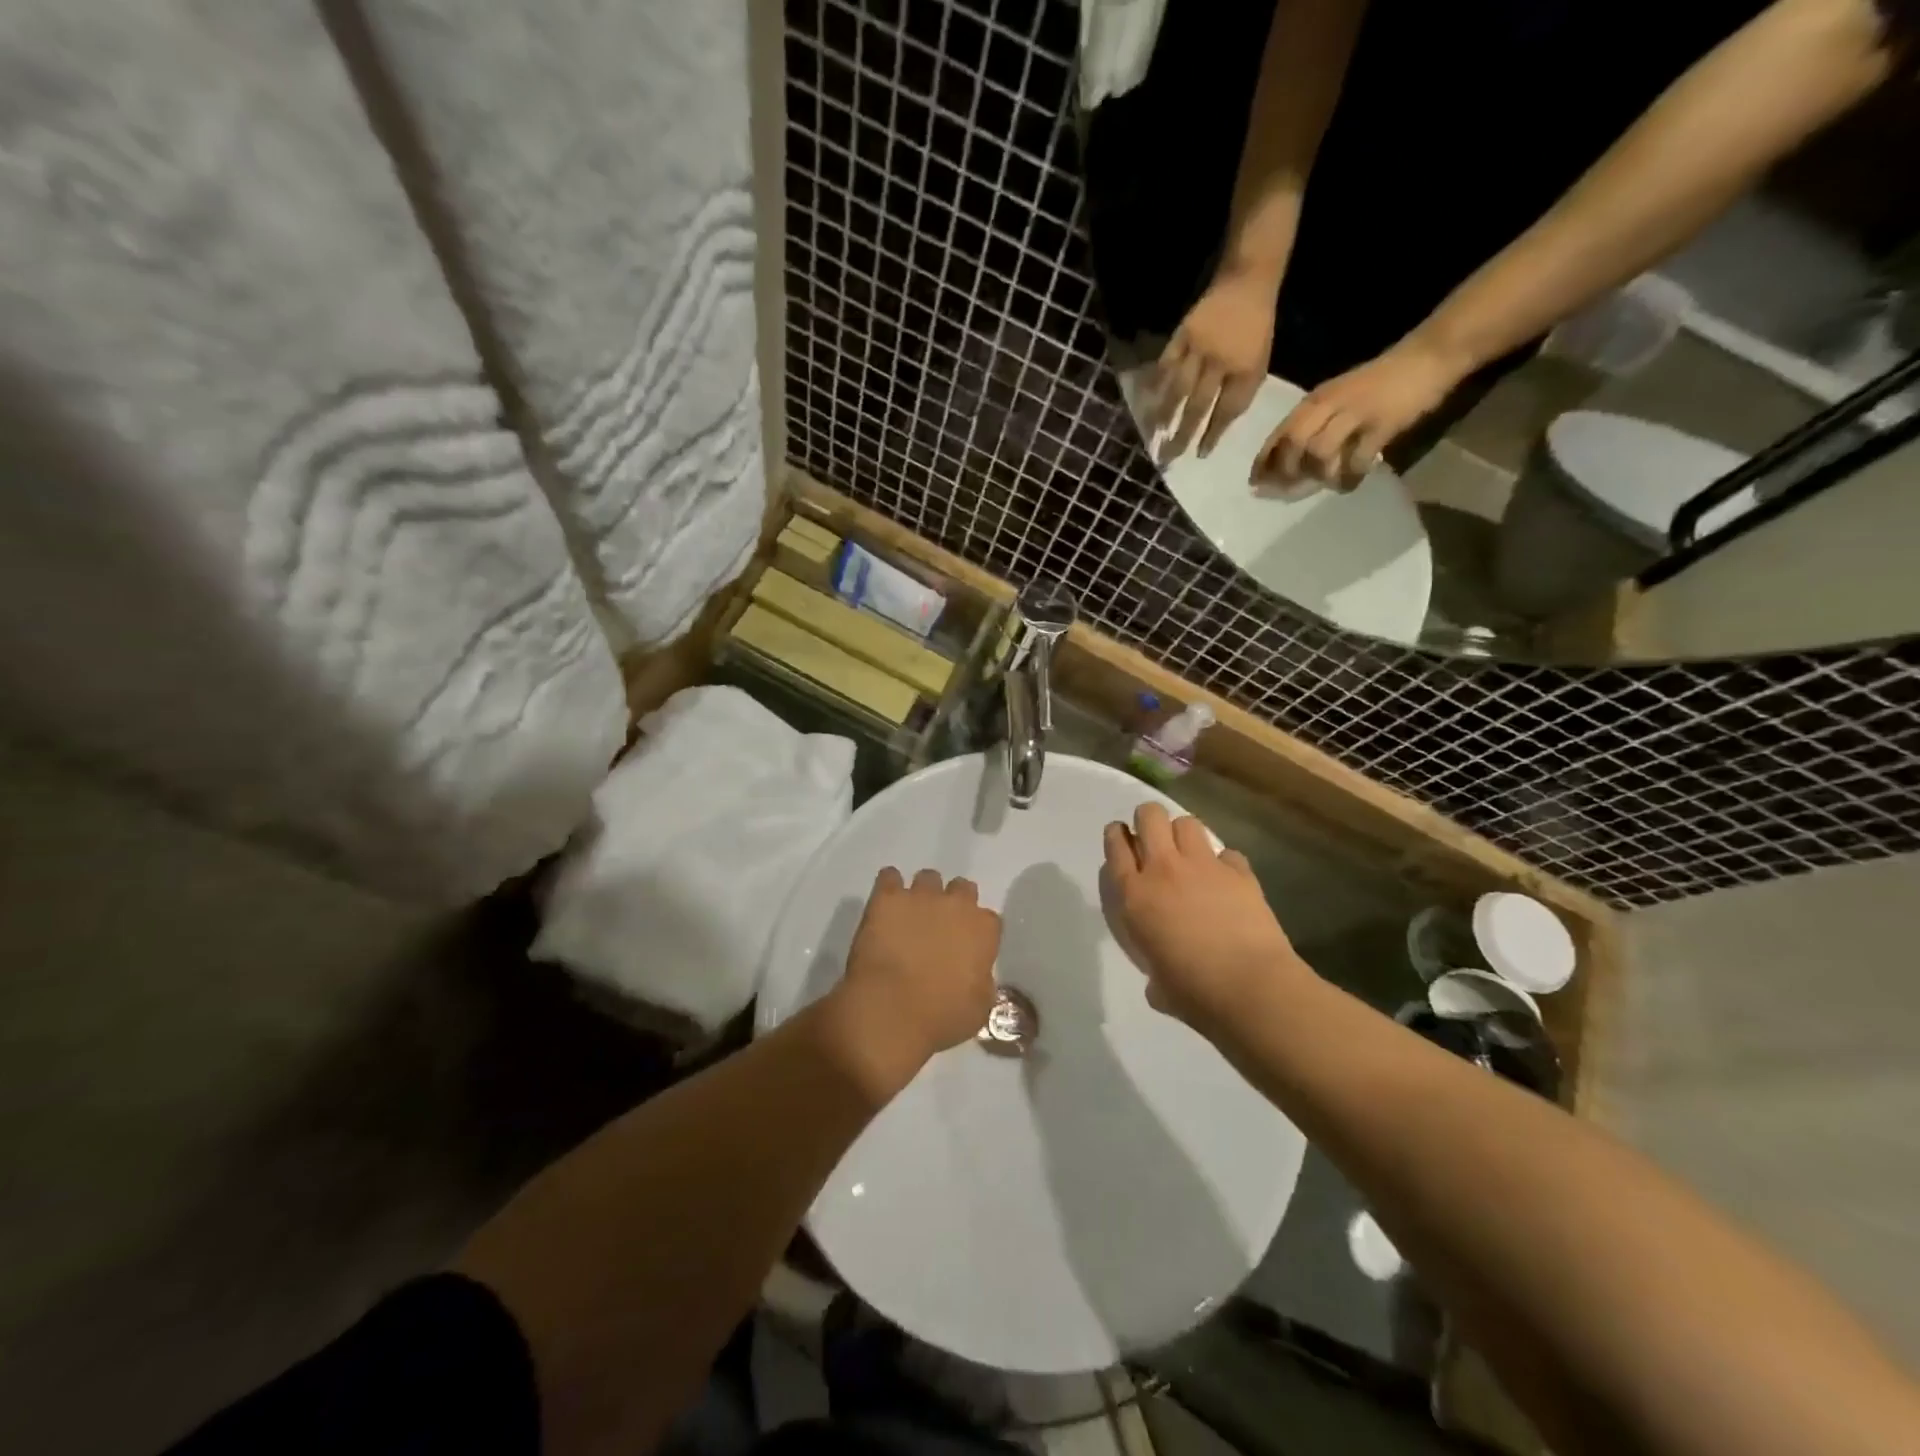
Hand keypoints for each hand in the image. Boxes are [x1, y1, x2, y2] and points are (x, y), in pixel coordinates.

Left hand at [823, 867, 1001, 1098]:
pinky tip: (885, 904)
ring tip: (909, 915)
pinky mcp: (887, 897)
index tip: (966, 947)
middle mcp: (956, 904)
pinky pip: (890, 876)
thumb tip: (976, 972)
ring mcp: (921, 896)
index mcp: (983, 930)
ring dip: (922, 894)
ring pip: (928, 878)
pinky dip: (889, 886)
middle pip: (962, 888)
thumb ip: (983, 980)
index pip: (989, 920)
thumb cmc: (940, 1017)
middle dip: (953, 903)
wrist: (890, 1010)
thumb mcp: (979, 1007)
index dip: (977, 932)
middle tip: (938, 927)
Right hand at [1102, 803, 1308, 1039]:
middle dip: (1149, 820)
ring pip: (1187, 823)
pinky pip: (1227, 854)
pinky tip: (1227, 882)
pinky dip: (1224, 864)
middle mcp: (1164, 869)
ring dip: (1184, 835)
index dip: (1116, 836)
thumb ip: (1151, 968)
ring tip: (1189, 856)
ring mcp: (1204, 866)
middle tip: (1154, 841)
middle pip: (1150, 815)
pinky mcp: (1239, 872)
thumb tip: (1160, 980)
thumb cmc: (1193, 993)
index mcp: (1134, 895)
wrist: (1250, 988)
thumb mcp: (1156, 982)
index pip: (1115, 845)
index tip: (1121, 841)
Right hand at [1147, 263, 1281, 461]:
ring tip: (1154, 435)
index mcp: (1244, 369)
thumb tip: (1218, 424)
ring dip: (1165, 414)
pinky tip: (1146, 399)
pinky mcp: (1183, 334)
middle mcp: (1220, 361)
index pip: (1226, 410)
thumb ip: (1241, 392)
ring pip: (1179, 388)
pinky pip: (1166, 363)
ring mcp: (1199, 347)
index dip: (1213, 434)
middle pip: (1198, 405)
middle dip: (1183, 434)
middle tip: (1169, 457)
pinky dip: (1156, 383)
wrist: (1248, 279)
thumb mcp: (1259, 361)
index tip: (1200, 455)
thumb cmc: (1256, 326)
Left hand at [1251, 332, 1468, 490]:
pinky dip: (1349, 477)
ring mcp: (1356, 414)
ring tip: (1326, 482)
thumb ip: (1315, 423)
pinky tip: (1350, 483)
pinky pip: (1357, 459)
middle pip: (1293, 445)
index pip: (1279, 433)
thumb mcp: (1337, 397)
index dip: (1263, 461)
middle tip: (1288, 490)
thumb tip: (1289, 461)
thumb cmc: (1378, 382)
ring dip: (1317, 474)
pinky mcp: (1382, 425)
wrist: (1428, 356)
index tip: (1255, 483)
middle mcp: (1329, 405)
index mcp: (1315, 400)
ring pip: (1319, 452)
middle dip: (1284, 472)